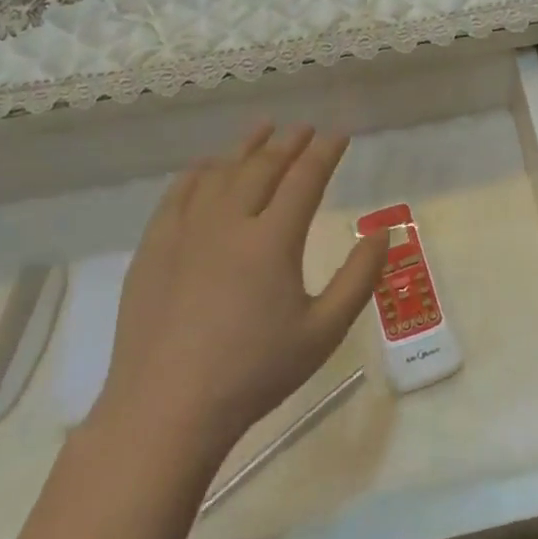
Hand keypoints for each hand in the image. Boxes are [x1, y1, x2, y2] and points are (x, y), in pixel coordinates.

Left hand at [93, 123, 388, 450]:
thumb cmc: (254, 373)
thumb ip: (359, 278)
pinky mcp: (154, 249)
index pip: (305, 178)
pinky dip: (199, 172)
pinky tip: (208, 166)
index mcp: (272, 240)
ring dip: (246, 147)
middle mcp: (229, 222)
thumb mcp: (323, 331)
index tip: (339, 135)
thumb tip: (384, 232)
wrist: (166, 410)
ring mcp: (185, 232)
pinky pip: (178, 194)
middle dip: (289, 142)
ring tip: (263, 129)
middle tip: (305, 128)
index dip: (325, 152)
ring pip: (220, 173)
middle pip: (263, 167)